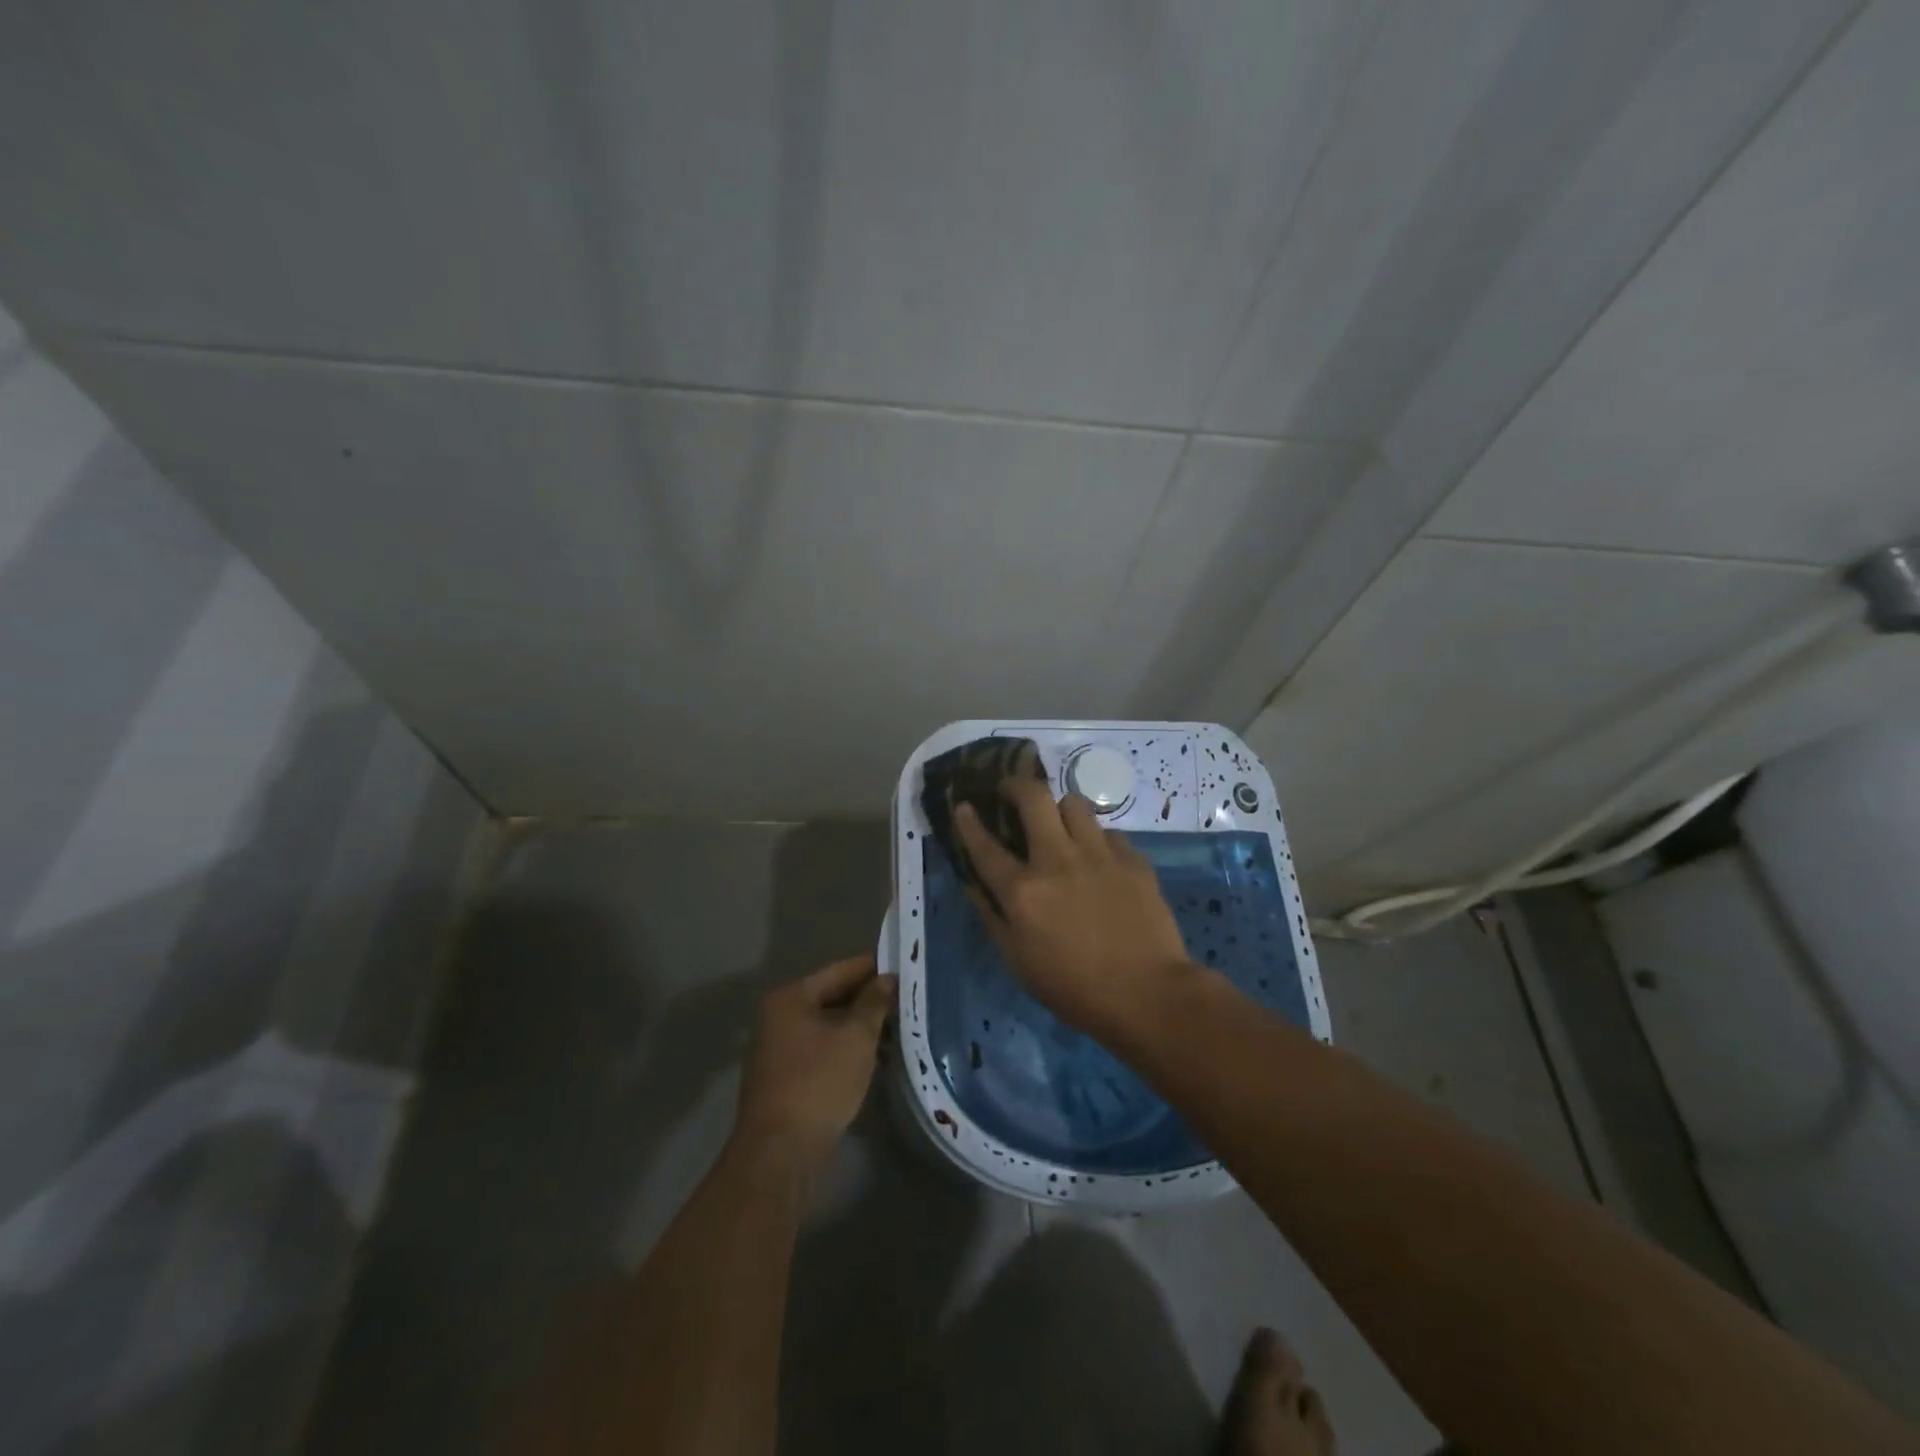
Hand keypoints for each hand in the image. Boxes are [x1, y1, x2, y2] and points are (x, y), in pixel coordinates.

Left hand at [734, 955, 895, 1170]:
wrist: (780, 1152)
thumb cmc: (819, 1083)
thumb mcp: (856, 1038)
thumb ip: (874, 1002)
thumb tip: (886, 978)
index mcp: (791, 997)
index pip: (841, 970)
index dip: (873, 967)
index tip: (904, 966)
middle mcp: (778, 1015)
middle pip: (832, 996)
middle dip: (869, 999)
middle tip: (906, 998)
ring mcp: (778, 1046)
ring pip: (828, 1024)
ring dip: (860, 1026)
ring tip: (898, 1029)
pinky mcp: (784, 1075)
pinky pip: (821, 1047)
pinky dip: (846, 1047)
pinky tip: (874, 1056)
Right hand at [956, 781, 1193, 1040]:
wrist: (1148, 995)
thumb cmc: (1074, 989)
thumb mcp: (1019, 963)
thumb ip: (993, 919)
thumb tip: (974, 887)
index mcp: (1023, 892)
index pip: (985, 847)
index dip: (969, 823)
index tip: (964, 806)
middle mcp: (1057, 861)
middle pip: (1033, 798)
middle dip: (1016, 785)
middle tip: (1012, 791)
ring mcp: (1099, 855)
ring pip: (1075, 803)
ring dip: (1060, 809)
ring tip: (1060, 824)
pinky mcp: (1133, 860)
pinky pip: (1109, 833)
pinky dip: (1098, 840)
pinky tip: (1100, 860)